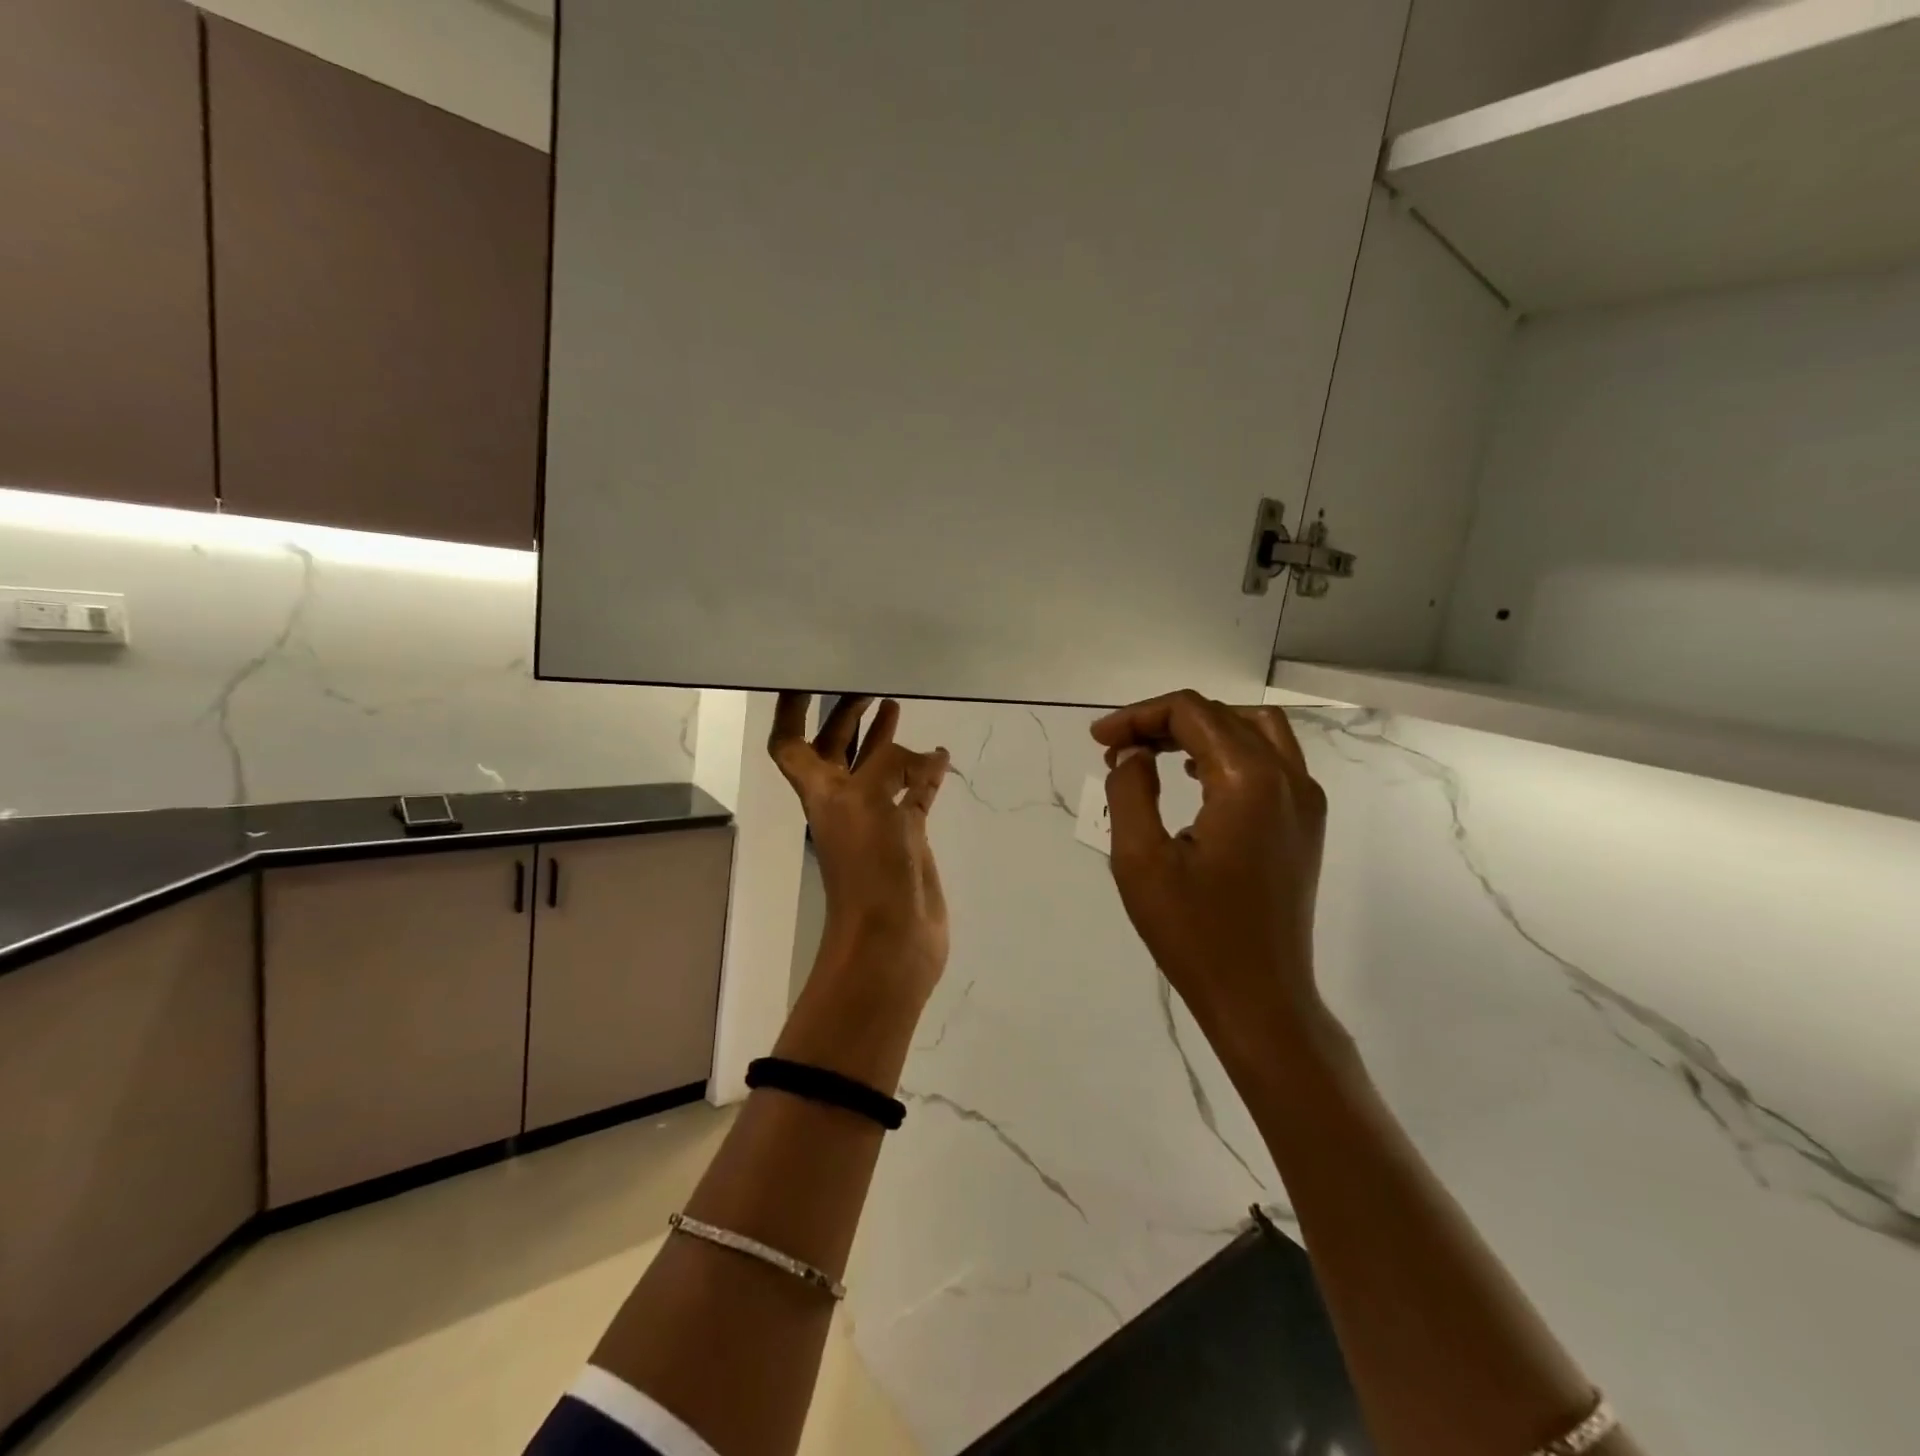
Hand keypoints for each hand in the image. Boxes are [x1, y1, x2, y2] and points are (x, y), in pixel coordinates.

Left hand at [769, 693, 952, 1008]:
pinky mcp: (907, 834)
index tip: (806, 677)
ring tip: (896, 703)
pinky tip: (941, 755)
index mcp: (820, 790)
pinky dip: (925, 773)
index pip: (790, 742)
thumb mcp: (868, 799)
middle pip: (836, 748)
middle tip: (868, 683)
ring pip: (877, 768)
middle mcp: (843, 799)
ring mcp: (876, 817)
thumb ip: (890, 764)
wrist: (892, 937)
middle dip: (846, 715)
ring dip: (882, 738)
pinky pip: (915, 793)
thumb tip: (926, 757)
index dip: (790, 710)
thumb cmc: (868, 865)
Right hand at [1091, 690, 1330, 1055]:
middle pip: (1221, 716)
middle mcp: (1289, 778)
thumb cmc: (1194, 933)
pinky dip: (1229, 751)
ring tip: (1154, 753)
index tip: (1099, 741)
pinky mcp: (1306, 824)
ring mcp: (1306, 801)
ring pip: (1254, 730)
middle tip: (1118, 749)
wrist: (1259, 998)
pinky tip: (1194, 776)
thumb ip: (1129, 791)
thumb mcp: (1140, 860)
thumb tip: (1132, 755)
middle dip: (1163, 721)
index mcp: (1249, 781)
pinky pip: (1270, 760)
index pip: (1191, 713)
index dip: (1138, 716)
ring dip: (1201, 730)